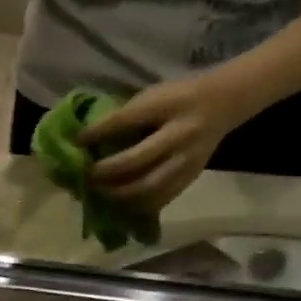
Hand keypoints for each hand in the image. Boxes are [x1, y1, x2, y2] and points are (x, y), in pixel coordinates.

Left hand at [80, 72, 254, 210]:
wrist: (222, 103)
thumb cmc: (177, 99)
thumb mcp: (153, 95)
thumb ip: (126, 116)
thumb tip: (87, 139)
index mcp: (168, 105)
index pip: (127, 120)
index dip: (98, 133)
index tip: (78, 141)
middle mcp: (180, 133)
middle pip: (136, 160)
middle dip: (106, 172)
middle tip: (88, 176)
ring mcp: (187, 159)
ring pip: (148, 187)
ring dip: (119, 194)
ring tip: (101, 193)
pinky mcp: (191, 176)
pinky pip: (160, 199)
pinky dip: (137, 205)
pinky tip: (121, 203)